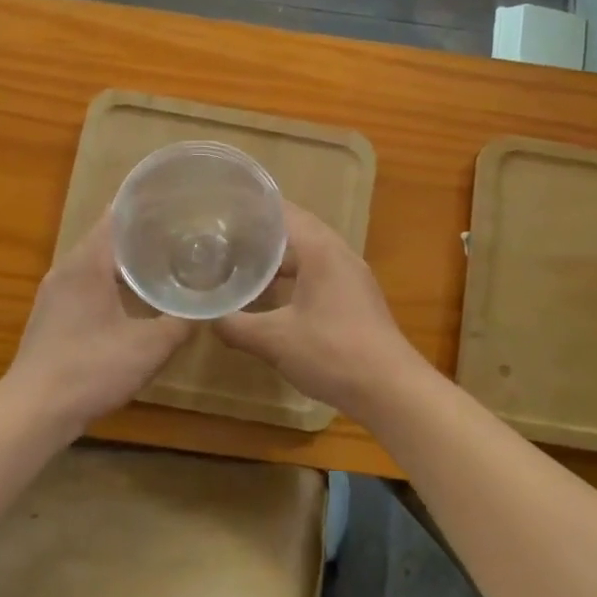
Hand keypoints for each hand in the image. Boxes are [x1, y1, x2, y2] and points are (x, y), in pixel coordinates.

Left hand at [1, 213, 194, 434]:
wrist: (33, 412)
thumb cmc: (91, 370)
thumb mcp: (149, 347)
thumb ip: (182, 322)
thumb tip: (208, 305)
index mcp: (88, 263)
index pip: (117, 216)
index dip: (147, 206)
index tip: (179, 202)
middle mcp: (67, 268)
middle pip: (108, 237)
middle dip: (144, 233)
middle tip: (183, 233)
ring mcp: (56, 292)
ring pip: (98, 262)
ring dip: (128, 260)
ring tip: (166, 262)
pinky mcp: (53, 314)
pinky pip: (88, 283)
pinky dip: (113, 281)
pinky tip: (136, 298)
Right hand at [217, 202, 430, 417]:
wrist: (390, 388)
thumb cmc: (332, 353)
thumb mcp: (274, 340)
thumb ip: (236, 325)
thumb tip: (206, 318)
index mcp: (321, 250)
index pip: (283, 212)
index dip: (252, 208)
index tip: (221, 209)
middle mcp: (339, 254)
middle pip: (297, 229)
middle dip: (262, 231)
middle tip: (224, 235)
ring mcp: (352, 276)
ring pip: (309, 253)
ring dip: (279, 256)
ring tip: (243, 262)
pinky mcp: (356, 297)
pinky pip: (319, 272)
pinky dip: (295, 275)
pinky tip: (274, 295)